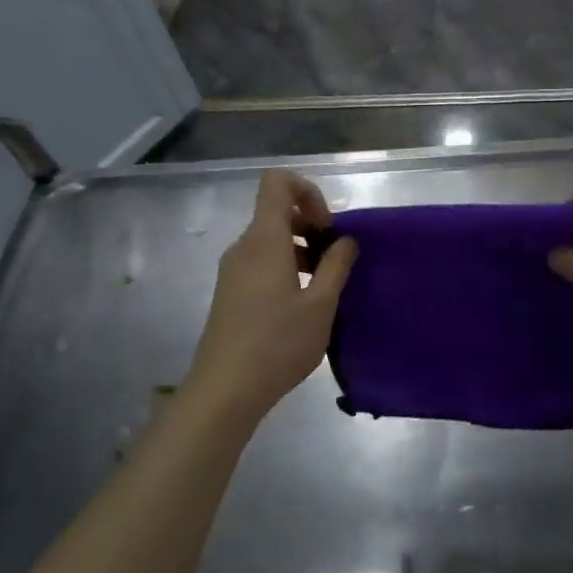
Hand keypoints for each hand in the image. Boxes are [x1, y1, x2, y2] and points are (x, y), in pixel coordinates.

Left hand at [185, 171, 357, 423]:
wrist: (225, 390)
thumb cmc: (278, 343)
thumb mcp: (321, 305)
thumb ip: (337, 265)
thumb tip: (347, 240)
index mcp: (264, 240)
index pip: (277, 182)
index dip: (308, 191)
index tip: (328, 227)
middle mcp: (244, 247)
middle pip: (276, 211)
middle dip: (311, 225)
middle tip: (335, 260)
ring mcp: (233, 270)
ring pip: (271, 239)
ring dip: (302, 250)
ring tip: (325, 285)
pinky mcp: (231, 292)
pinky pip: (261, 262)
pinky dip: (286, 267)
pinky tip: (303, 303)